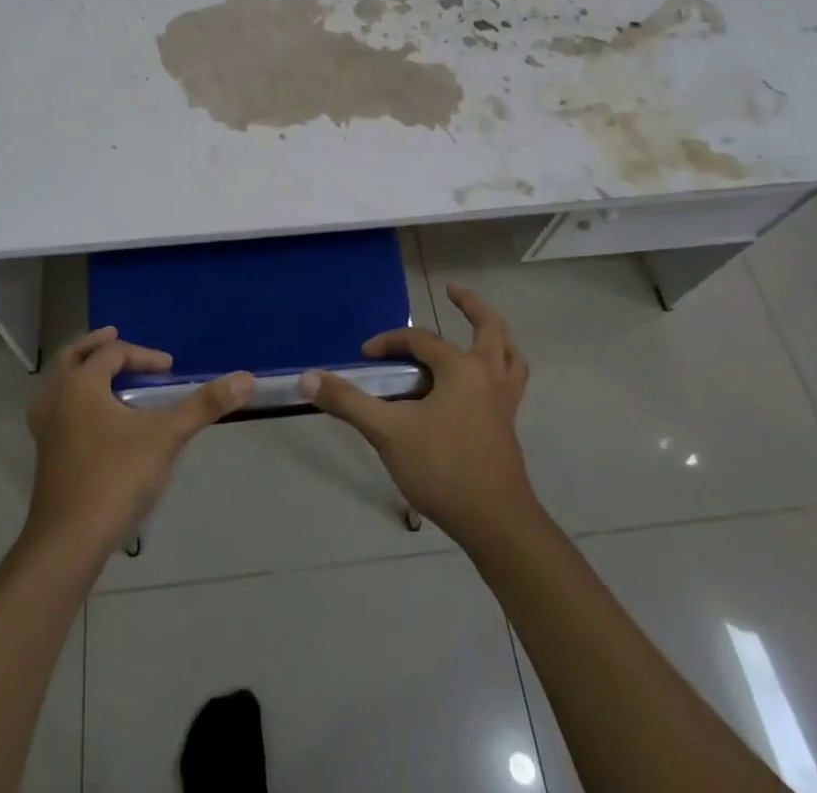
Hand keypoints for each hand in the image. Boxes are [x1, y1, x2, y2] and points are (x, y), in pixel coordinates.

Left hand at [24, 326, 254, 555]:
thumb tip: (246, 378)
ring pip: (60, 383)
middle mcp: (56, 398)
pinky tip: (94, 419)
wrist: (68, 542)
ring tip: (105, 374)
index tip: (170, 370)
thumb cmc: (115, 478)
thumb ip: (204, 405)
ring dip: (82, 371)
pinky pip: (58, 408)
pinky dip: (75, 398)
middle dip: (97, 346)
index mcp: (80, 384)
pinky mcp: (45, 454)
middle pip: (74, 357)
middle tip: (115, 336)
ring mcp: (45, 428)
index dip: (144, 356)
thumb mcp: (166, 437)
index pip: (113, 354)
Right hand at [300, 284, 534, 543]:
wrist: (495, 524)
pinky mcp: (508, 427)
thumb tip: (307, 378)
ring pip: (510, 356)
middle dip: (472, 306)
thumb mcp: (388, 432)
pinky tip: (478, 384)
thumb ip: (348, 402)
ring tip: (480, 332)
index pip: (421, 341)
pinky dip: (499, 368)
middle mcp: (489, 376)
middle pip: (489, 328)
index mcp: (462, 369)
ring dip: (496, 338)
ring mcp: (504, 402)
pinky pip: (509, 382)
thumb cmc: (443, 469)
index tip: (365, 355)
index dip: (390, 342)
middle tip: (452, 291)